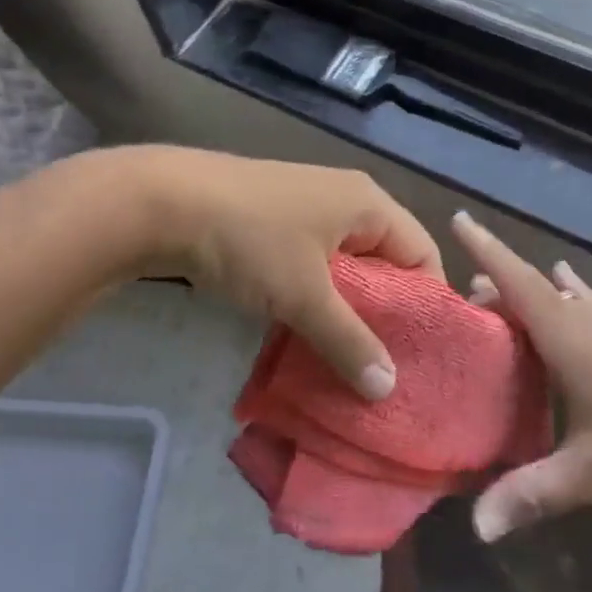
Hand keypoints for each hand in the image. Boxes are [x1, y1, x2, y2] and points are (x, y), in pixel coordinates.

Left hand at [139, 148, 442, 398]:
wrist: (163, 203)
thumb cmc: (251, 239)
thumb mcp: (304, 294)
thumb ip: (349, 341)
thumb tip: (388, 389)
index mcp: (369, 204)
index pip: (423, 253)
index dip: (429, 302)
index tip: (424, 353)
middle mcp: (347, 201)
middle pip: (388, 262)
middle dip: (389, 313)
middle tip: (389, 366)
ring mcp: (309, 211)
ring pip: (348, 268)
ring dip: (350, 311)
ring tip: (352, 361)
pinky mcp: (277, 225)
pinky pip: (316, 267)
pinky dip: (318, 300)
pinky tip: (310, 336)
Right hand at [453, 210, 591, 540]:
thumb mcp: (586, 471)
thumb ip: (530, 494)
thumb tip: (478, 530)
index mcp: (564, 333)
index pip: (515, 280)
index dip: (485, 249)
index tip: (459, 218)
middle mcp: (581, 316)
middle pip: (527, 287)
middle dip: (492, 286)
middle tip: (460, 306)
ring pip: (553, 293)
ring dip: (523, 291)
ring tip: (493, 302)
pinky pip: (581, 300)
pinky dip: (560, 292)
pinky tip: (563, 282)